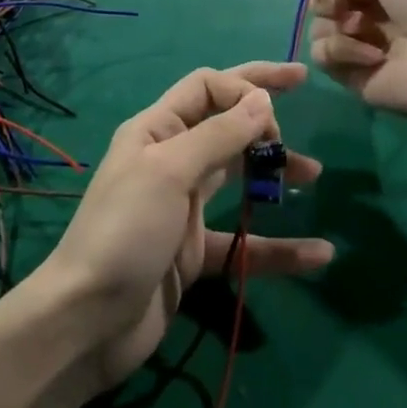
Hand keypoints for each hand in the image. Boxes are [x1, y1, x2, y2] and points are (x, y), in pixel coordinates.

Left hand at [31, 62, 330, 390]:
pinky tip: (318, 254)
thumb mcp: (169, 172)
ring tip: (314, 174)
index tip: (278, 109)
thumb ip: (218, 135)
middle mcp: (171, 161)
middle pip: (224, 124)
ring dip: (273, 172)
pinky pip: (245, 243)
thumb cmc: (125, 231)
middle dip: (262, 112)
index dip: (243, 87)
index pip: (206, 88)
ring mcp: (183, 208)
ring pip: (237, 177)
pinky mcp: (194, 254)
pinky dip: (279, 248)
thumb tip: (261, 99)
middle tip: (303, 95)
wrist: (88, 321)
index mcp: (156, 130)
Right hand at [293, 0, 406, 122]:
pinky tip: (371, 54)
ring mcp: (358, 46)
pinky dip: (344, 51)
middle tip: (344, 2)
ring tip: (362, 28)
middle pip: (321, 0)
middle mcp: (367, 14)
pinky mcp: (351, 75)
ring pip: (318, 27)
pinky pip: (324, 56)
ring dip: (335, 23)